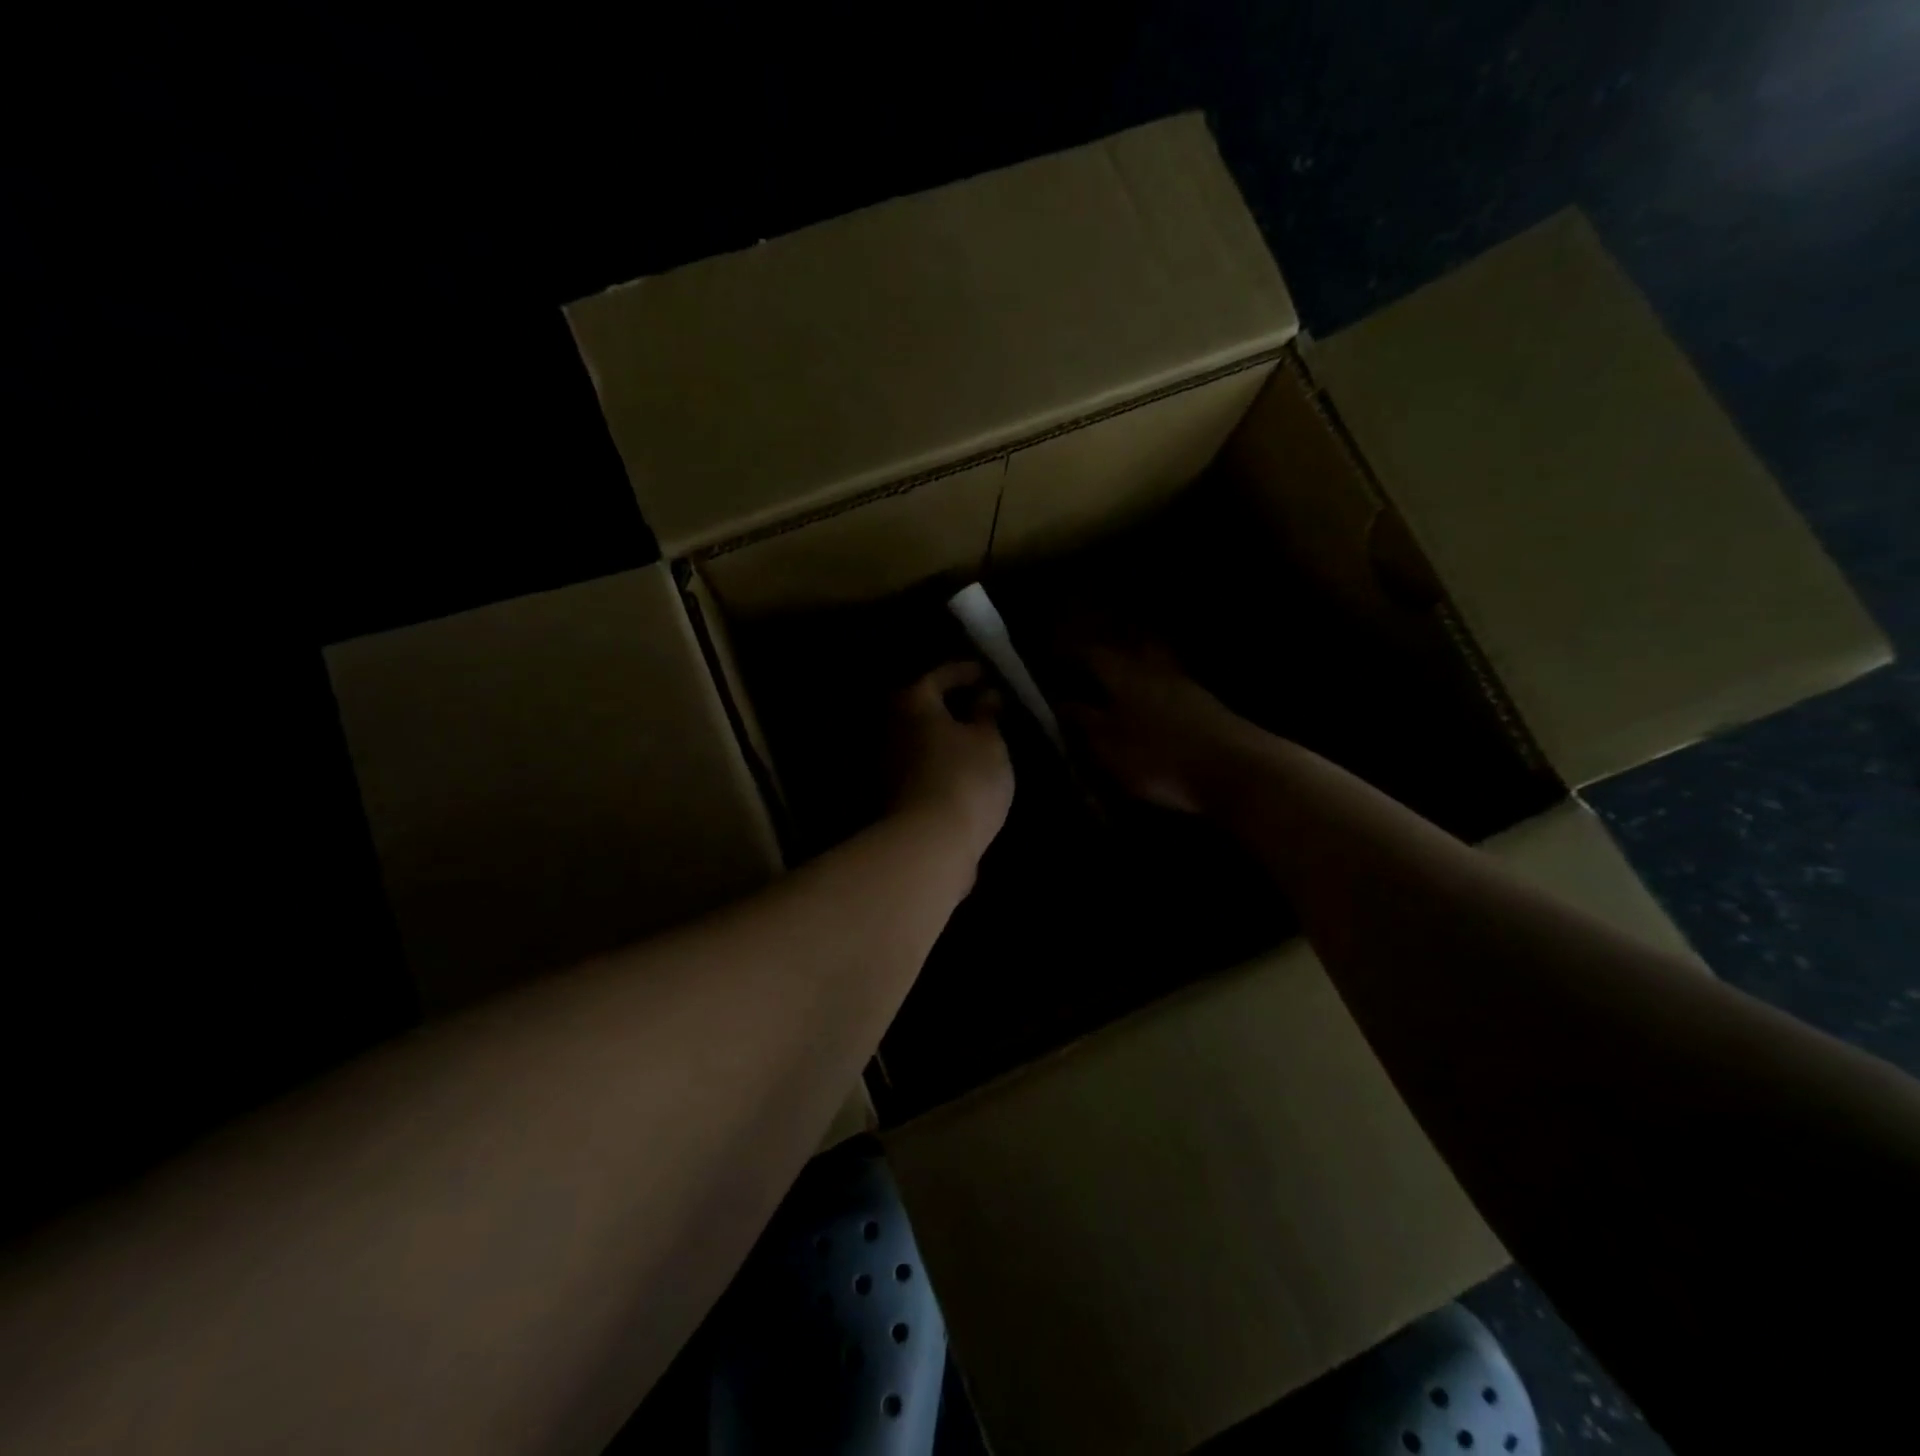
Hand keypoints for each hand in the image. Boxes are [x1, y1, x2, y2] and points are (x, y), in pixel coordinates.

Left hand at [888, 662, 1014, 860]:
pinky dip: (942, 761)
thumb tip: (985, 697)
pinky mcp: (894, 796)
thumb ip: (987, 715)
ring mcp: (888, 764)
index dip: (965, 671)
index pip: (939, 675)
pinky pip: (922, 766)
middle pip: (923, 707)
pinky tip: (965, 770)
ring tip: (980, 739)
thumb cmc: (965, 778)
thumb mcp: (990, 741)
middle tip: (984, 705)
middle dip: (952, 704)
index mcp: (913, 703)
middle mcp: (891, 727)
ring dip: (946, 736)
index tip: (987, 672)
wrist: (930, 844)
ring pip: (921, 739)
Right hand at [1062, 644, 1253, 813]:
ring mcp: (1186, 683)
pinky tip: (1156, 697)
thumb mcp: (1110, 747)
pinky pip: (1175, 680)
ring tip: (1125, 670)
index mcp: (1125, 677)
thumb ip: (1086, 722)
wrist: (1235, 768)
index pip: (1093, 653)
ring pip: (1158, 659)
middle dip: (1114, 645)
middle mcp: (1155, 670)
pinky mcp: (1208, 702)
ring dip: (1141, 658)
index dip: (1074, 652)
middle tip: (1096, 652)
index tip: (1058, 655)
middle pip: (1132, 645)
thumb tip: (1063, 702)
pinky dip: (1161, 682)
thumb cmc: (1160, 758)